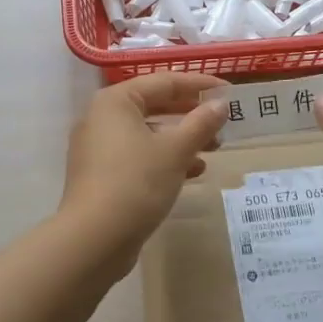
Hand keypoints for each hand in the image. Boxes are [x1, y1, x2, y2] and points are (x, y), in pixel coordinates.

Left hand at [61, 72, 229, 265]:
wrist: (94, 239)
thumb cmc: (136, 182)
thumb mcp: (176, 150)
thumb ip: (201, 123)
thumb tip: (221, 104)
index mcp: (116, 101)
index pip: (164, 81)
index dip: (199, 84)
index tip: (228, 91)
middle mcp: (102, 118)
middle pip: (154, 106)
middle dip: (191, 114)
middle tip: (222, 121)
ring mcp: (98, 148)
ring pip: (148, 133)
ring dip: (182, 139)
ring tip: (214, 149)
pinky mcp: (101, 175)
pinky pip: (139, 156)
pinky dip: (165, 159)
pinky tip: (193, 173)